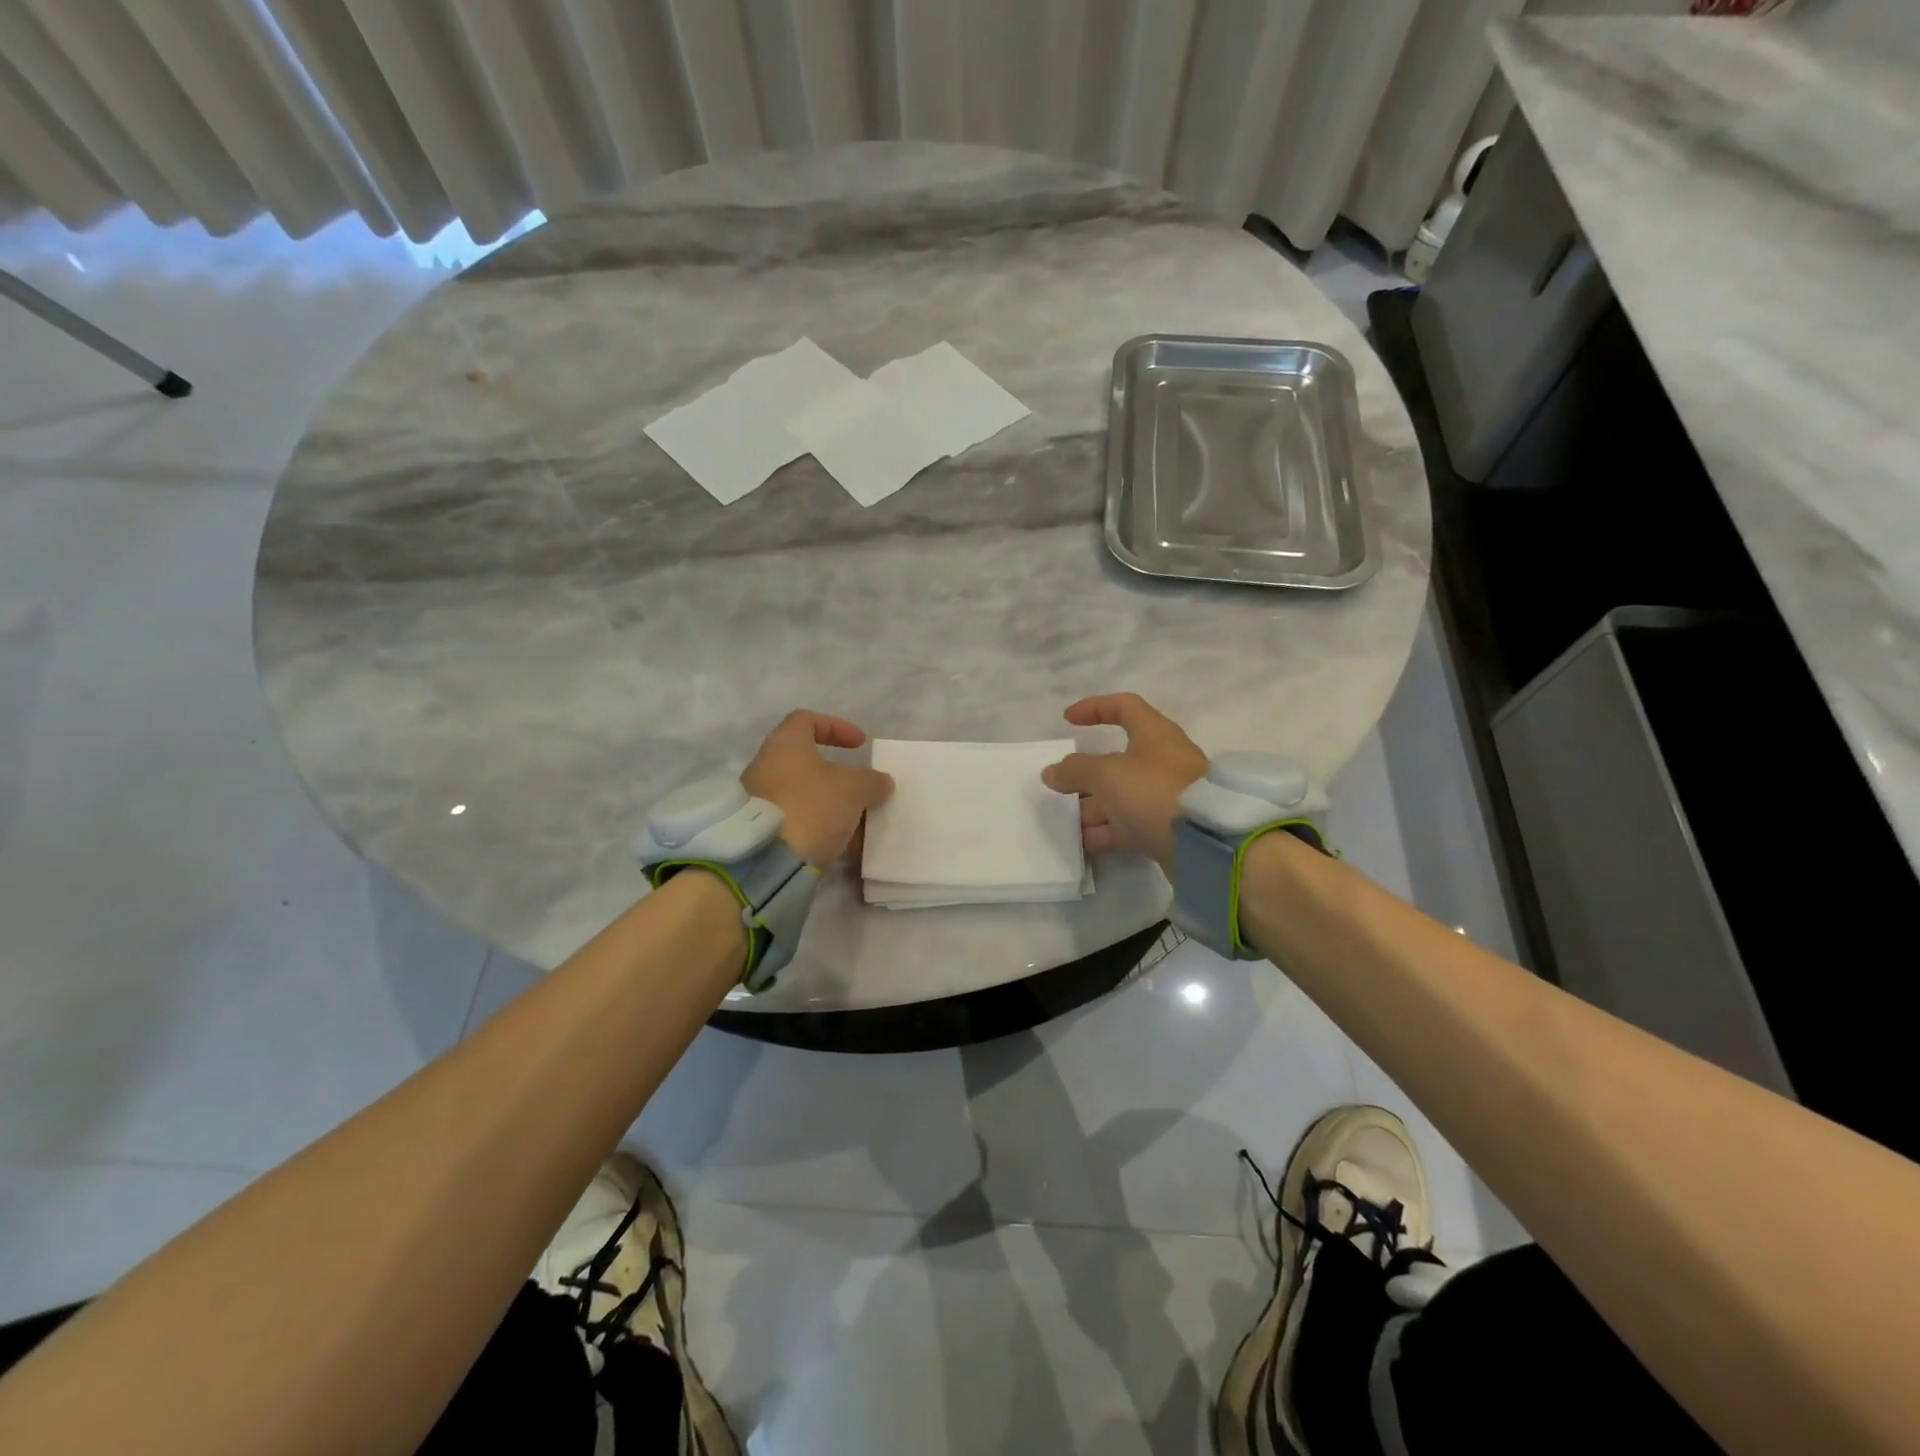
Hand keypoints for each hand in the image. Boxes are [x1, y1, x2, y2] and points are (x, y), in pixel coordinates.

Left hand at [742, 711, 893, 866]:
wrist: (767, 862)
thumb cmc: (812, 806)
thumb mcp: (854, 789)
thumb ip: (872, 781)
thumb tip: (881, 783)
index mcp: (784, 745)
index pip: (807, 720)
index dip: (837, 727)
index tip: (861, 745)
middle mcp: (766, 767)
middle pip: (808, 763)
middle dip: (840, 777)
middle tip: (863, 790)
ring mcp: (760, 801)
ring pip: (806, 796)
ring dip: (834, 806)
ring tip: (860, 824)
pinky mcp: (763, 832)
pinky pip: (798, 822)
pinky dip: (821, 829)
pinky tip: (844, 846)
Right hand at [1041, 694, 1207, 872]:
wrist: (1207, 842)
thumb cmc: (1155, 791)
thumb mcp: (1107, 774)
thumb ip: (1075, 770)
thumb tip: (1051, 773)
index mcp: (1155, 735)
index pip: (1124, 707)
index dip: (1095, 708)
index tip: (1068, 720)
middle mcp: (1162, 761)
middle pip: (1117, 760)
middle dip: (1086, 774)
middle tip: (1060, 787)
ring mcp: (1166, 796)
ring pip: (1121, 796)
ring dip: (1093, 806)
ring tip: (1067, 821)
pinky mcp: (1168, 828)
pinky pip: (1130, 825)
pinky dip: (1106, 831)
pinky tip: (1084, 842)